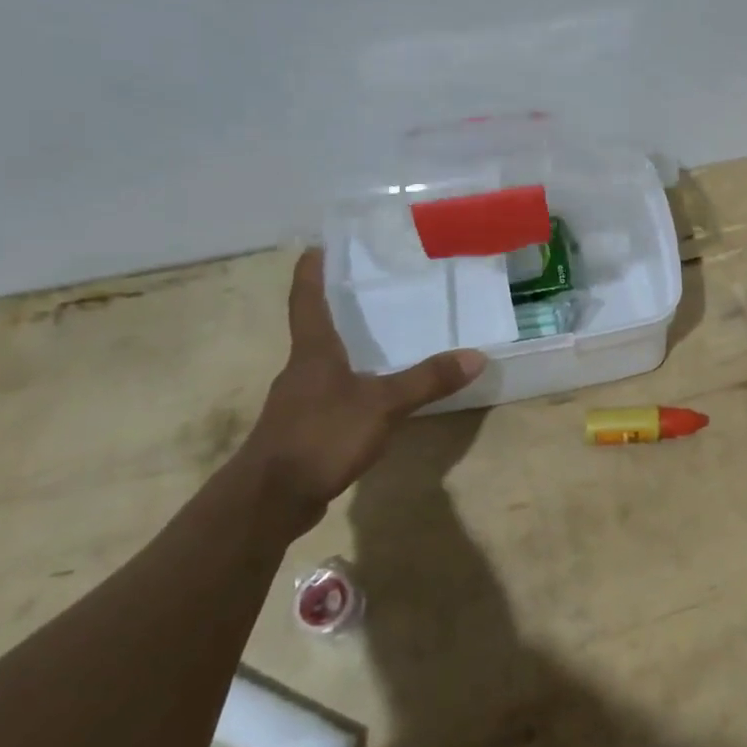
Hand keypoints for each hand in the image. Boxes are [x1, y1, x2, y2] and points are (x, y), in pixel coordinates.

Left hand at [235, 248, 486, 533]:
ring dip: (346, 349)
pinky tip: (373, 395)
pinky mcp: (302, 430)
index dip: (311, 272)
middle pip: (316, 329)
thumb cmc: (321, 436)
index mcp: (314, 352)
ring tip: (382, 338)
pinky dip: (350, 384)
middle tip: (372, 289)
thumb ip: (427, 380)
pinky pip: (330, 394)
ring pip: (324, 364)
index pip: (307, 300)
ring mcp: (299, 401)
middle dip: (338, 308)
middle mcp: (301, 369)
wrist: (270, 500)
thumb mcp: (383, 405)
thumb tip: (476, 355)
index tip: (317, 246)